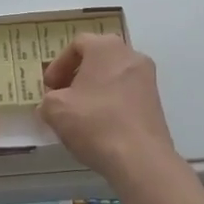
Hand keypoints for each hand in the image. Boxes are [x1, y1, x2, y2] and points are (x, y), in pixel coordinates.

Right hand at [39, 34, 177, 178]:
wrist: (140, 159)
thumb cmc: (95, 123)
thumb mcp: (56, 110)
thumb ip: (48, 100)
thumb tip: (51, 104)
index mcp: (106, 47)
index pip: (77, 44)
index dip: (58, 65)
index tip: (49, 87)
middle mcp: (130, 55)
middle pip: (97, 58)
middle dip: (77, 75)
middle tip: (62, 96)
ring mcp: (147, 78)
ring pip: (113, 76)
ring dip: (94, 89)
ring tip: (79, 113)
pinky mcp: (156, 101)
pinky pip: (126, 93)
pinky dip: (110, 102)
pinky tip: (100, 125)